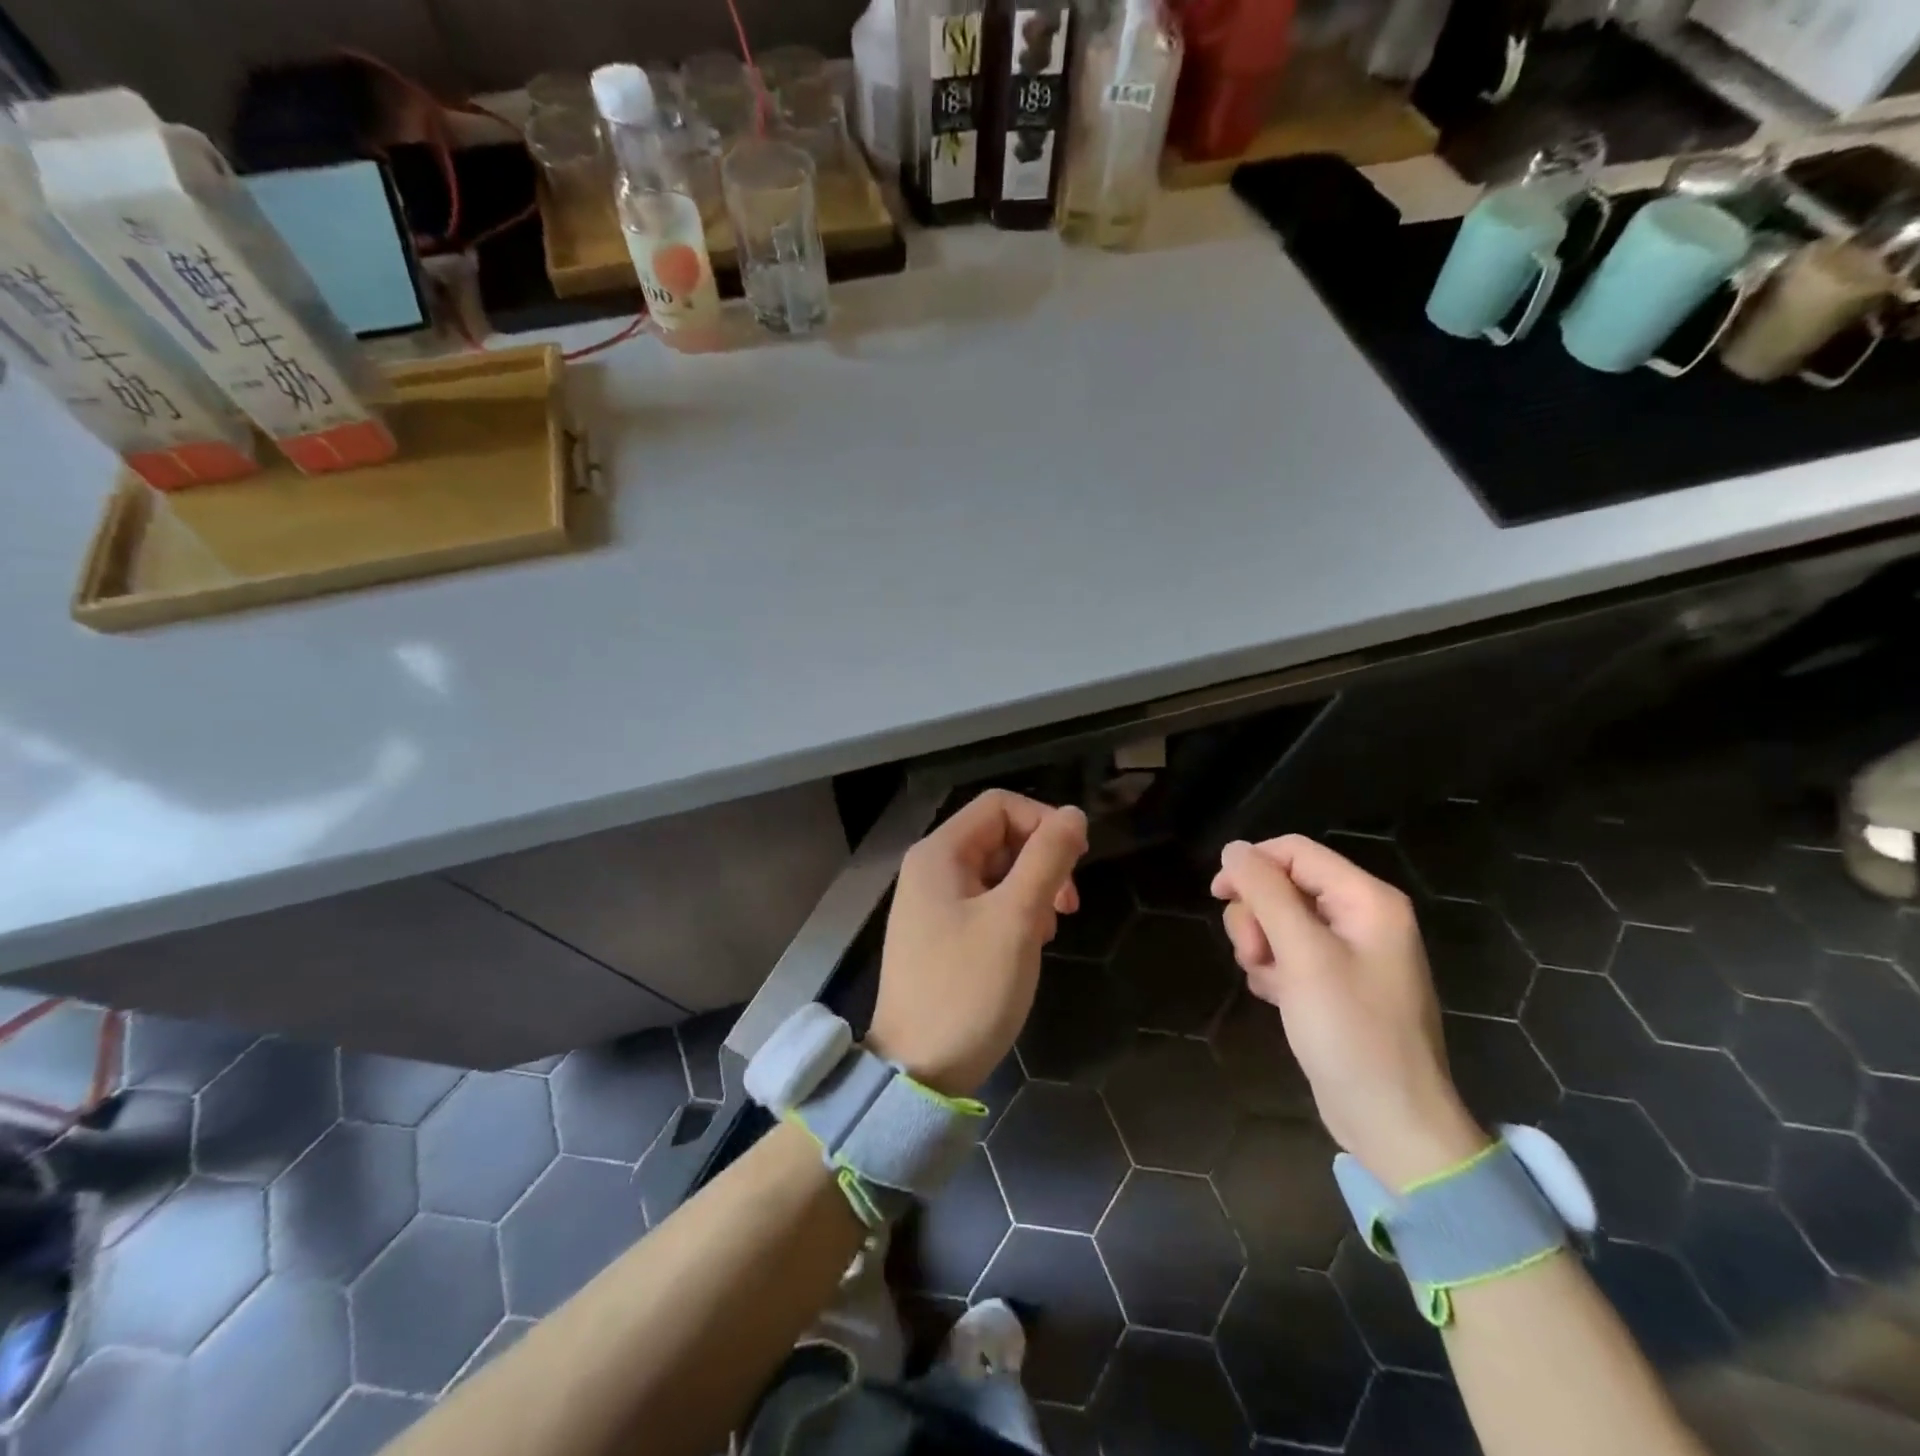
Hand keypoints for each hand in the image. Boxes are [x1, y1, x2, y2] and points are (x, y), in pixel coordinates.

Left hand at [868, 790, 1088, 1097]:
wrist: (918, 1071)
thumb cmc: (968, 989)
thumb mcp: (1016, 919)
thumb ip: (1047, 860)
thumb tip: (1074, 815)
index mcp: (939, 853)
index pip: (1000, 806)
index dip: (1044, 822)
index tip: (1077, 862)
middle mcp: (931, 869)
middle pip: (999, 836)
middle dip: (1041, 861)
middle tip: (1068, 904)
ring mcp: (933, 904)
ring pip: (997, 872)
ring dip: (1032, 890)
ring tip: (1049, 929)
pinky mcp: (941, 935)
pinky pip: (986, 903)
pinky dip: (1014, 914)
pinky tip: (1028, 944)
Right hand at [1211, 836, 1487, 1189]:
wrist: (1390, 1121)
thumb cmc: (1351, 1032)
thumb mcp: (1303, 955)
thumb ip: (1267, 894)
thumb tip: (1234, 848)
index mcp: (1367, 899)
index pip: (1294, 852)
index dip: (1251, 866)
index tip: (1217, 896)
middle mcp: (1361, 917)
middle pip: (1283, 885)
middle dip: (1256, 916)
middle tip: (1255, 956)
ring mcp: (1348, 952)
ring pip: (1279, 920)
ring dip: (1260, 946)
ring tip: (1267, 982)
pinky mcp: (1334, 982)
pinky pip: (1287, 953)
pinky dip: (1272, 969)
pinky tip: (1276, 998)